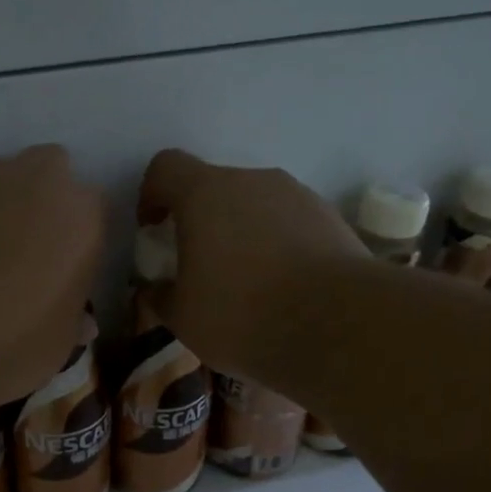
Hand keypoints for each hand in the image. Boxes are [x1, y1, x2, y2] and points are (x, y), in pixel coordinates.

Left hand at [0, 145, 106, 410]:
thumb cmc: (9, 345)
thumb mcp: (58, 345)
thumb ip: (72, 318)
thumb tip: (80, 321)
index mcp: (80, 215)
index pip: (93, 210)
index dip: (77, 239)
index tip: (64, 268)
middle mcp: (34, 181)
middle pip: (48, 172)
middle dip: (41, 202)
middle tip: (26, 251)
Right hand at [138, 148, 368, 381]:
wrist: (339, 325)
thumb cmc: (242, 314)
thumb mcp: (183, 318)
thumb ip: (161, 296)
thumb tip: (157, 288)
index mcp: (205, 194)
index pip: (166, 167)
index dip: (151, 193)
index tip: (153, 229)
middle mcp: (252, 181)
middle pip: (214, 187)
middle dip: (199, 220)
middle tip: (198, 265)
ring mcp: (298, 196)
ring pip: (255, 205)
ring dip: (241, 233)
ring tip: (245, 283)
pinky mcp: (331, 219)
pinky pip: (289, 224)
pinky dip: (277, 245)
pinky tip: (282, 289)